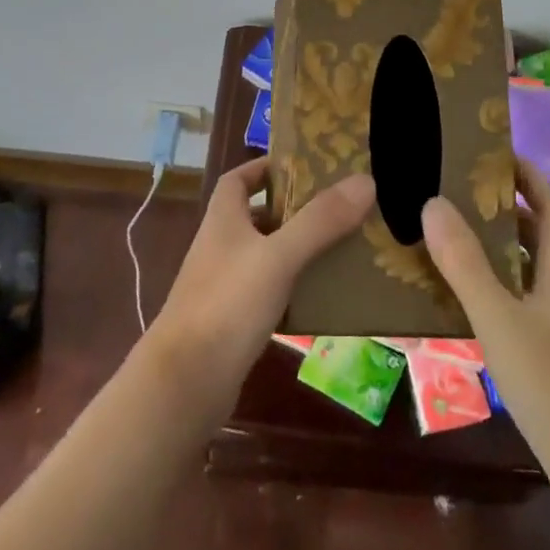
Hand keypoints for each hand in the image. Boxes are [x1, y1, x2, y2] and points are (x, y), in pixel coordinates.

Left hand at [146, 158, 375, 417]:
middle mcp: (219, 247)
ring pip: (264, 256)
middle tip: (336, 208)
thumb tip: (364, 180)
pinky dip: (291, 289)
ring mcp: (223, 286)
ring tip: (338, 248)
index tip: (302, 166)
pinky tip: (319, 297)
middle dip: (292, 210)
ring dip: (295, 250)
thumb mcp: (278, 257)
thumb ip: (320, 221)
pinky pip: (267, 293)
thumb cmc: (227, 305)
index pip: (238, 179)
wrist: (184, 383)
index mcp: (223, 220)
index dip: (265, 167)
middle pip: (255, 216)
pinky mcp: (231, 322)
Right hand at [421, 157, 549, 506]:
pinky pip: (525, 301)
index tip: (490, 153)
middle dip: (505, 208)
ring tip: (452, 234)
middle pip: (541, 234)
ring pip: (531, 270)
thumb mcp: (501, 321)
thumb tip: (433, 203)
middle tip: (457, 191)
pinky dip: (499, 287)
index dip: (526, 176)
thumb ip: (466, 264)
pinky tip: (467, 299)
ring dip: (499, 248)